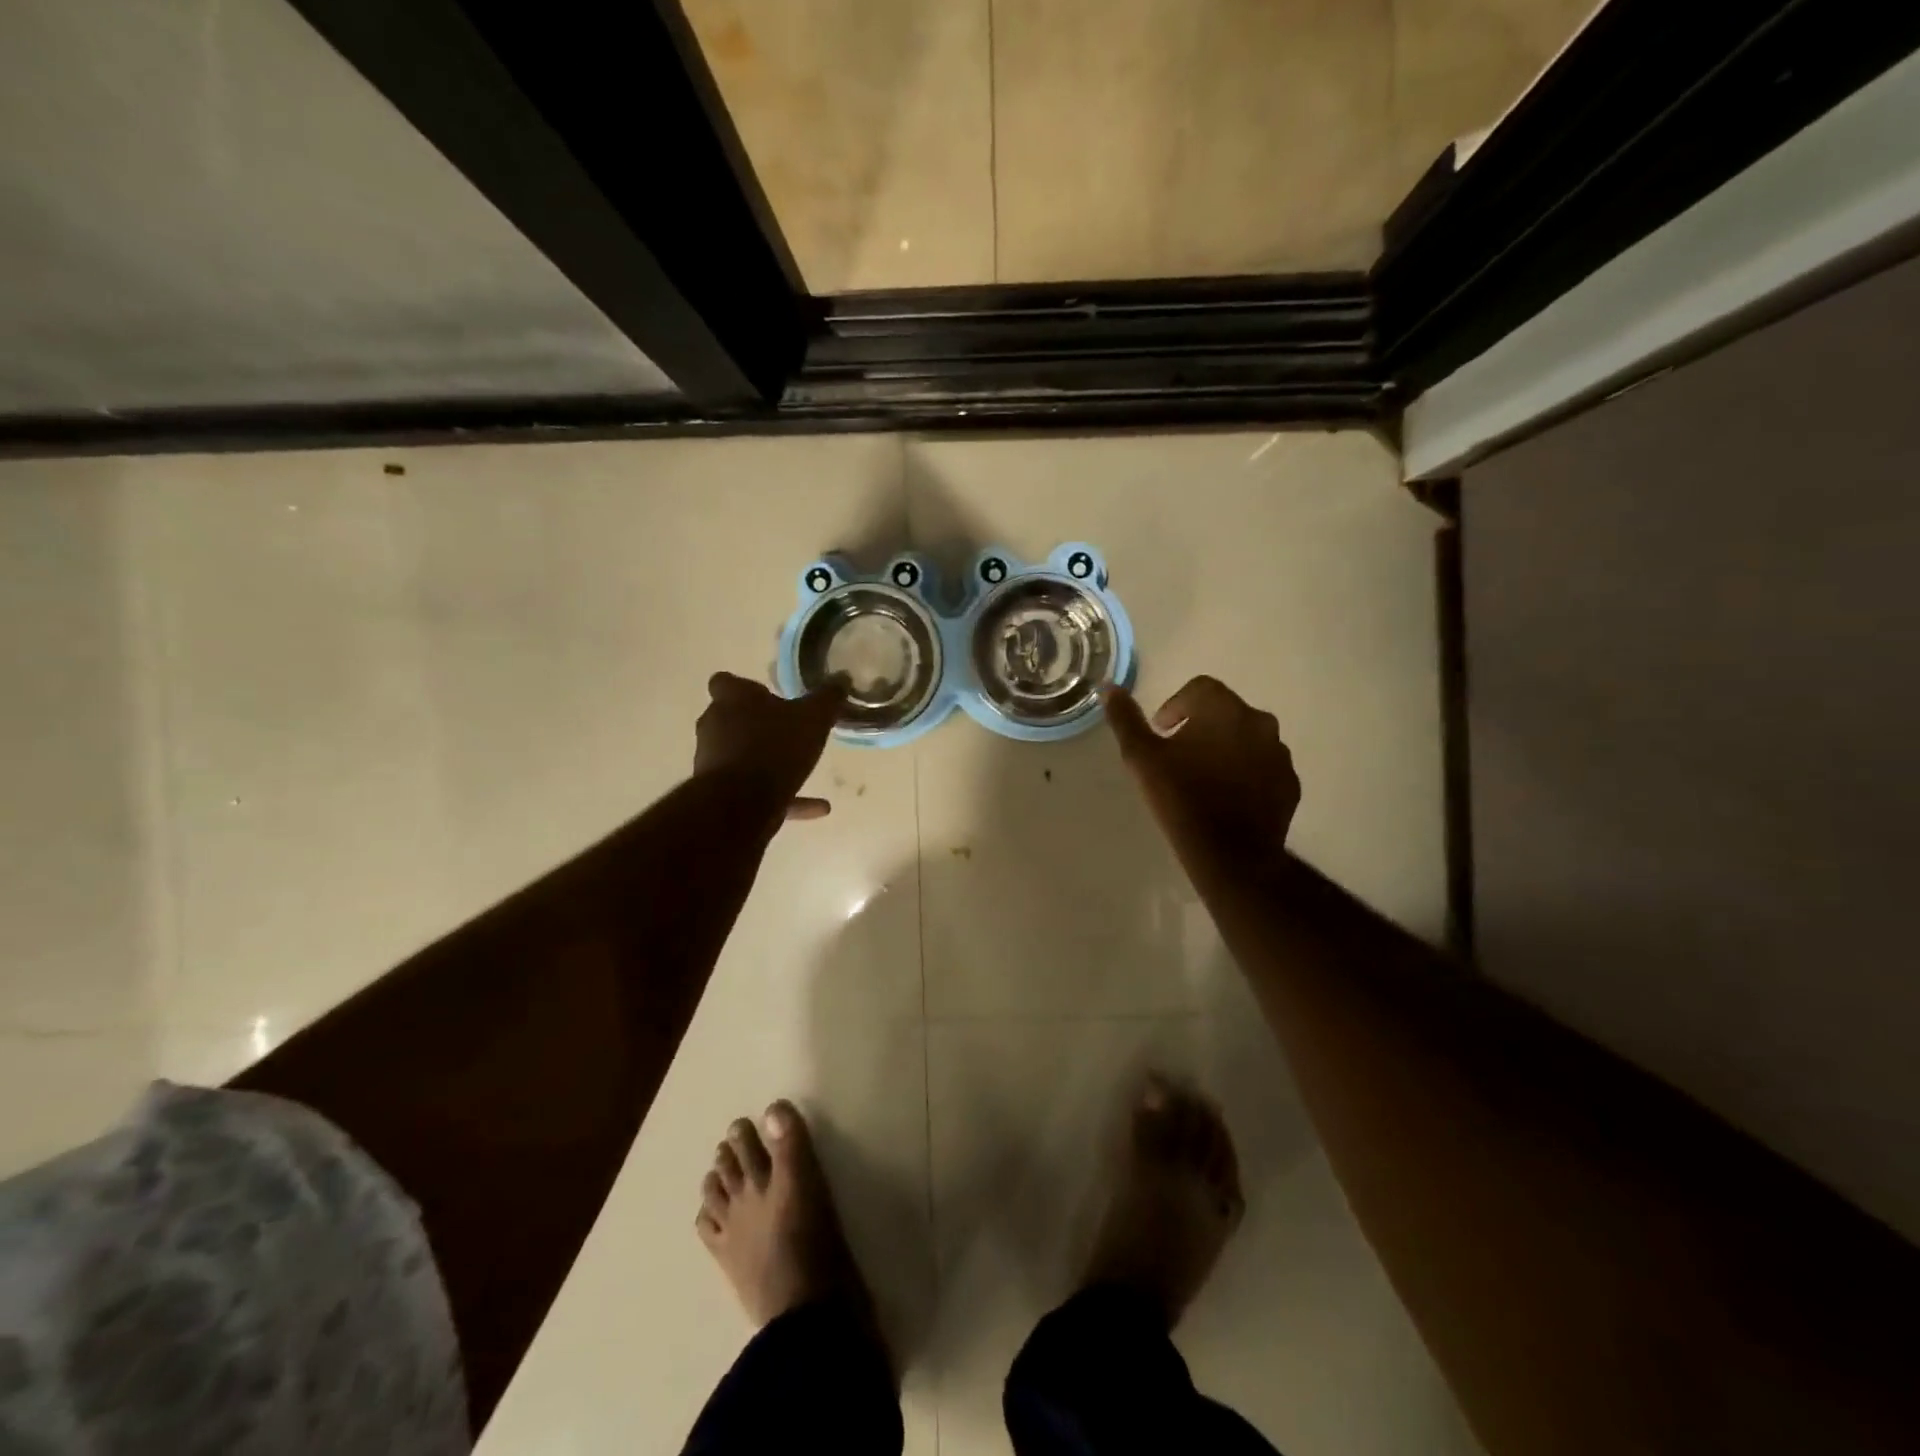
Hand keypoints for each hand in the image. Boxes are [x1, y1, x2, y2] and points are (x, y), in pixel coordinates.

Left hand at [695, 672, 846, 820]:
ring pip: (742, 756)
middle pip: (732, 719)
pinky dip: (783, 797)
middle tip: (789, 730)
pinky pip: (756, 791)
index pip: (726, 682)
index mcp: (732, 699)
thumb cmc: (775, 747)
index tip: (768, 696)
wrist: (741, 804)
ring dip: (769, 762)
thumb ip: (828, 698)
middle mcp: (714, 726)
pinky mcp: (721, 794)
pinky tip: (819, 807)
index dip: (745, 688)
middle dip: (759, 726)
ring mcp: (713, 762)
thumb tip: (842, 678)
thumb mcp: (813, 718)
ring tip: (805, 769)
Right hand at [1105, 676, 1300, 864]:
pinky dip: (1246, 772)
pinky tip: (1226, 796)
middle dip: (1201, 726)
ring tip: (1202, 777)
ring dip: (1225, 748)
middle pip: (1225, 712)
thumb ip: (1126, 719)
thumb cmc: (1182, 799)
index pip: (1199, 688)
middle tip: (1178, 755)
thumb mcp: (1142, 758)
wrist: (1231, 856)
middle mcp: (1259, 723)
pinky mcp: (1290, 784)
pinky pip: (1263, 767)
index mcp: (1224, 710)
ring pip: (1247, 738)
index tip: (1161, 731)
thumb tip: (1110, 687)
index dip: (1175, 705)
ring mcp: (1280, 755)